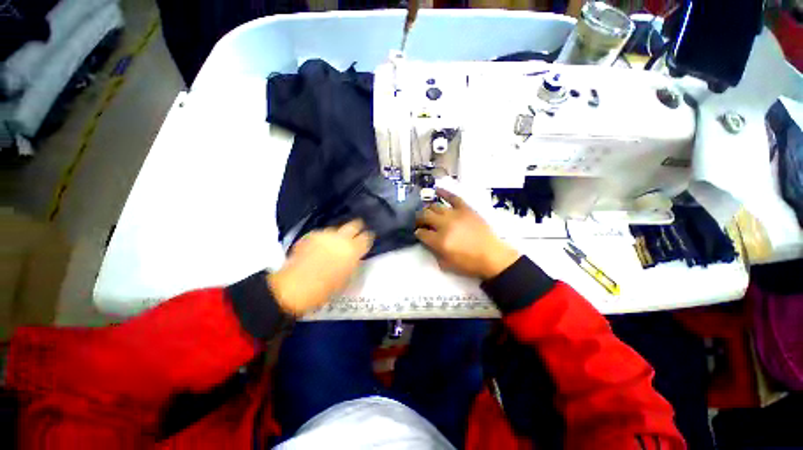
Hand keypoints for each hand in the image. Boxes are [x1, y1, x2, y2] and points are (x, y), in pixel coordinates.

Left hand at [268, 220, 373, 315]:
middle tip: (355, 234)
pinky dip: (323, 239)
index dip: (367, 238)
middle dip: (356, 227)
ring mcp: (326, 235)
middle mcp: (342, 238)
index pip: (367, 237)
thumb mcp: (347, 277)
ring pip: (336, 229)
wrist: (296, 286)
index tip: (366, 240)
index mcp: (354, 250)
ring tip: (332, 244)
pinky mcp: (312, 235)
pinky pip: (322, 234)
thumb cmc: (326, 288)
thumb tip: (354, 257)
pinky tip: (318, 247)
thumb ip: (353, 262)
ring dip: (337, 235)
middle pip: (354, 225)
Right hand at [415, 189, 519, 279]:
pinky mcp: (465, 209)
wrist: (492, 256)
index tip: (419, 233)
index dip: (418, 233)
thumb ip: (434, 252)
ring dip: (428, 209)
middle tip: (420, 222)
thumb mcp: (447, 264)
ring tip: (427, 212)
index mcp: (440, 241)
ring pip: (435, 206)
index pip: (421, 233)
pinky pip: (452, 197)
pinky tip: (436, 190)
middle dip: (419, 219)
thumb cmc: (469, 263)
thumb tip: (428, 242)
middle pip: (425, 216)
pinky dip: (443, 192)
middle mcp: (444, 225)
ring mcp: (455, 214)